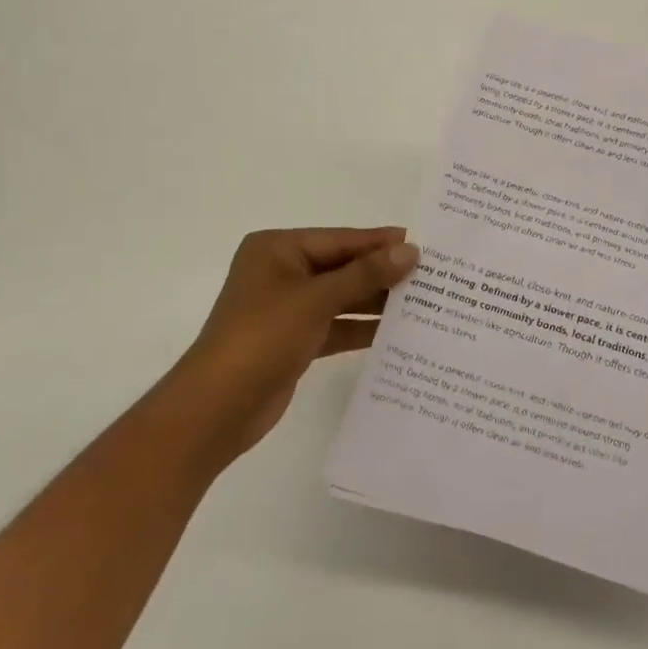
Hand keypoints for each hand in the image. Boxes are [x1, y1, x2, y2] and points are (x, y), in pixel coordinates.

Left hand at [179, 227, 418, 461]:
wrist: (216, 409)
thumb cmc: (263, 337)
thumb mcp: (317, 299)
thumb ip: (366, 274)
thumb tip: (410, 251)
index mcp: (278, 250)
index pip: (340, 239)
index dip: (380, 242)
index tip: (422, 244)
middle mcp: (282, 273)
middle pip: (342, 267)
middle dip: (382, 273)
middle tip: (430, 275)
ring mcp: (287, 308)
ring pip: (342, 298)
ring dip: (376, 302)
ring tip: (423, 302)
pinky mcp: (294, 340)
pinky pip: (336, 325)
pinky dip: (361, 328)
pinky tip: (396, 332)